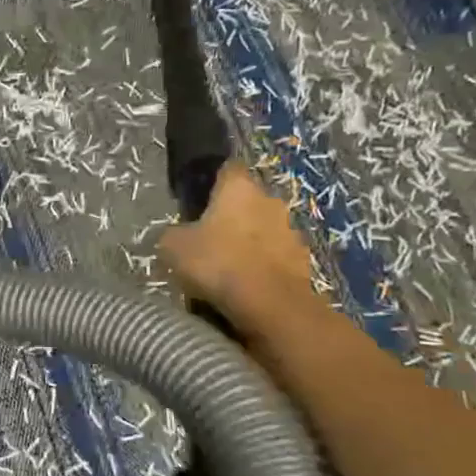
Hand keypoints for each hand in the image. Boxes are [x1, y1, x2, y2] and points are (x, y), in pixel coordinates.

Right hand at [158, 162, 316, 333]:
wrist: (270, 305)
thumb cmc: (217, 262)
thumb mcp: (173, 247)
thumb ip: (173, 234)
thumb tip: (176, 236)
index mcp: (239, 187)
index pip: (226, 170)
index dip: (211, 183)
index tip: (196, 202)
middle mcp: (270, 200)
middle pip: (246, 202)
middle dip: (229, 218)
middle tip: (206, 241)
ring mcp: (291, 231)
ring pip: (262, 231)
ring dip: (248, 244)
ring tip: (226, 270)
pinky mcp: (303, 261)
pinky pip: (275, 258)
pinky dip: (261, 268)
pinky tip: (244, 287)